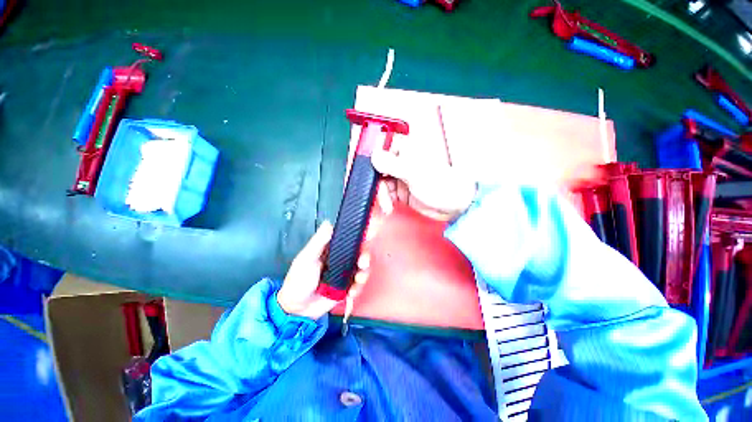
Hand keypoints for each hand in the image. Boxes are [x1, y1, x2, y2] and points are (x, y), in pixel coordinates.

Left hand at [277, 221, 369, 318]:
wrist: (298, 310)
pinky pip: (359, 283)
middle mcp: (341, 259)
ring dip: (364, 273)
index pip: (349, 239)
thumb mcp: (307, 259)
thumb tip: (329, 222)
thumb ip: (319, 242)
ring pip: (362, 268)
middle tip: (363, 263)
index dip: (359, 238)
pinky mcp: (347, 286)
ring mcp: (345, 273)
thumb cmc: (299, 280)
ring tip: (358, 280)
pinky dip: (359, 287)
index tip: (367, 237)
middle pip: (359, 253)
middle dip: (365, 257)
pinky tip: (351, 292)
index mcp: (331, 249)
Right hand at [371, 149, 475, 220]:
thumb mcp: (414, 173)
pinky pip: (386, 193)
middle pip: (378, 167)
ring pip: (380, 182)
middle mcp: (401, 161)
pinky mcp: (400, 191)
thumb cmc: (440, 184)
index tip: (364, 169)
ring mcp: (400, 177)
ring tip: (386, 205)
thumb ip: (392, 164)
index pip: (382, 146)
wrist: (453, 206)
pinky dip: (385, 200)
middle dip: (375, 181)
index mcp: (406, 149)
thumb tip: (373, 156)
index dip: (371, 157)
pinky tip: (388, 207)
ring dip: (380, 194)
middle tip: (375, 192)